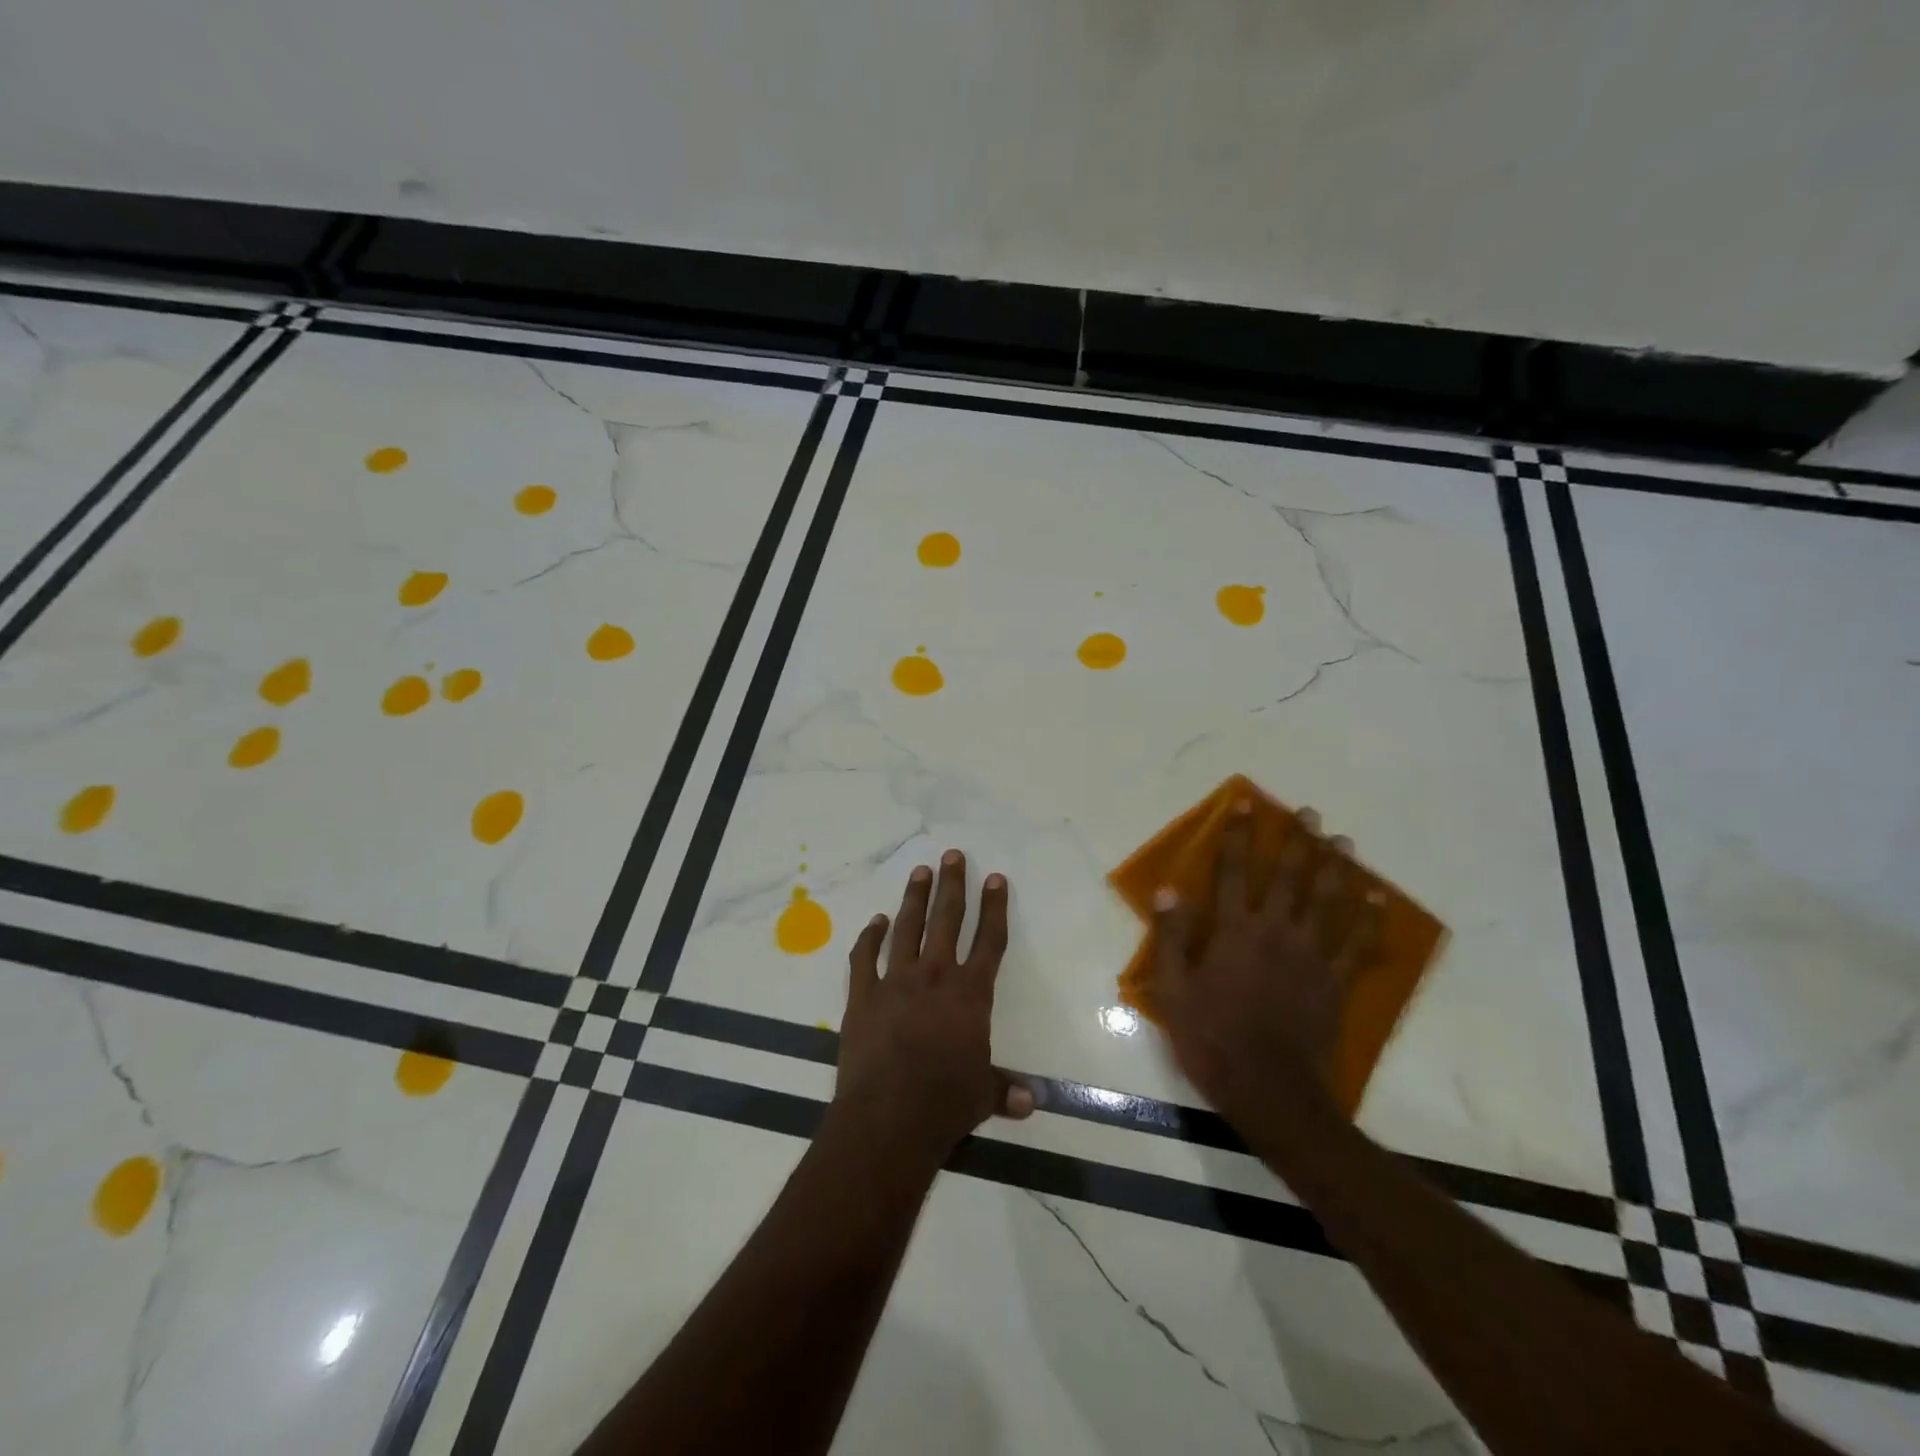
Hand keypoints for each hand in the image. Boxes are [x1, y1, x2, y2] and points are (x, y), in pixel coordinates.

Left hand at [832, 851, 1034, 1167]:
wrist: (888, 1118)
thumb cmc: (944, 1105)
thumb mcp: (982, 1097)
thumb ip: (1003, 1090)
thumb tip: (1031, 1101)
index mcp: (970, 994)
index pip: (989, 941)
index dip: (994, 908)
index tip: (995, 878)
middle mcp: (934, 977)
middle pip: (947, 920)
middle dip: (952, 885)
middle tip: (952, 854)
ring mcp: (895, 982)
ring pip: (907, 928)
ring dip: (915, 898)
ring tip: (920, 871)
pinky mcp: (862, 996)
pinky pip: (864, 958)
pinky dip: (870, 937)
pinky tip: (876, 922)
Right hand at [1151, 802, 1382, 1123]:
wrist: (1270, 1090)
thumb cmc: (1213, 1039)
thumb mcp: (1174, 990)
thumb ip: (1171, 937)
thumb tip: (1168, 890)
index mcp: (1234, 931)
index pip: (1232, 871)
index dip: (1237, 836)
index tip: (1246, 805)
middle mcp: (1275, 932)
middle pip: (1288, 877)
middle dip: (1297, 842)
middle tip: (1309, 814)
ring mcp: (1310, 956)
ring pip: (1327, 902)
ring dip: (1335, 868)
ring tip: (1342, 841)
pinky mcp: (1334, 982)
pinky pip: (1356, 944)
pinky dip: (1368, 921)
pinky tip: (1377, 901)